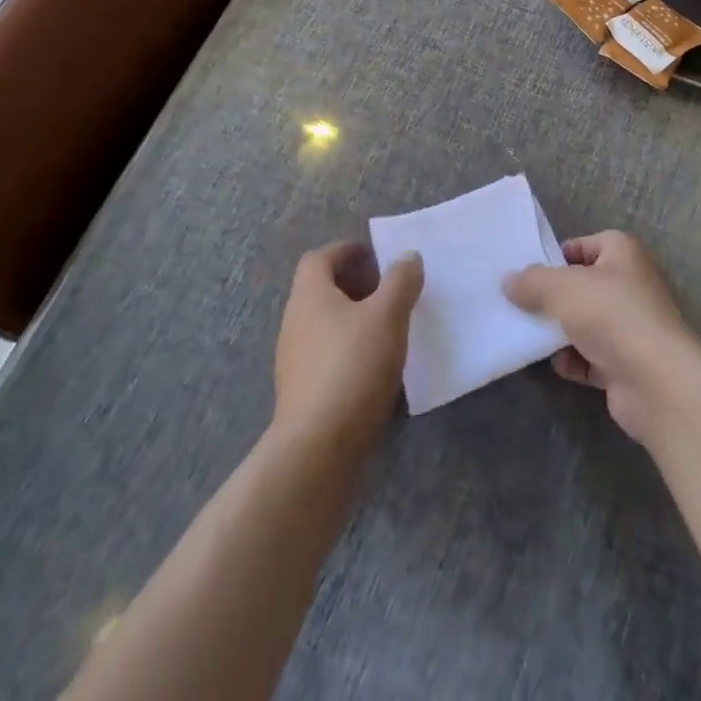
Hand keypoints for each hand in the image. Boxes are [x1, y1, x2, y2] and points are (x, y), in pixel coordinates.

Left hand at [273, 242, 422, 452]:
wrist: (318, 450)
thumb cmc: (353, 367)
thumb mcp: (388, 315)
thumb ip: (400, 281)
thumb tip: (407, 257)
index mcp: (309, 295)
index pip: (320, 258)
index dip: (346, 250)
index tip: (375, 255)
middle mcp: (295, 322)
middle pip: (321, 290)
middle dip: (354, 285)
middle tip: (388, 290)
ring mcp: (294, 360)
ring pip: (325, 324)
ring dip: (353, 319)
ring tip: (388, 328)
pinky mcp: (301, 393)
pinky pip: (327, 355)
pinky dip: (349, 349)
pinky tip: (376, 366)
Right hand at [503, 231, 700, 443]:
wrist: (657, 382)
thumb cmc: (611, 315)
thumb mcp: (562, 287)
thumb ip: (531, 281)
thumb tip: (508, 281)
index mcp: (622, 253)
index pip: (583, 245)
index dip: (555, 257)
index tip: (527, 274)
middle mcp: (630, 284)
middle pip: (582, 285)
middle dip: (553, 297)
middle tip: (520, 305)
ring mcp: (631, 326)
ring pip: (585, 322)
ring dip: (560, 332)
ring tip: (529, 336)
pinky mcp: (627, 363)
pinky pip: (592, 357)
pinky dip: (574, 361)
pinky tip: (557, 365)